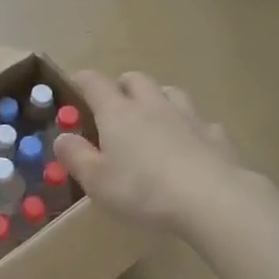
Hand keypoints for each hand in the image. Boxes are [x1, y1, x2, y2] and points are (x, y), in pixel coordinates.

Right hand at [54, 72, 246, 233]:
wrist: (212, 199)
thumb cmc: (143, 190)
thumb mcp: (96, 181)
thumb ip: (76, 156)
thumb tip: (62, 137)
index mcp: (118, 113)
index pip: (94, 82)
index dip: (81, 80)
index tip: (74, 84)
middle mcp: (152, 105)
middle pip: (135, 79)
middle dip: (122, 85)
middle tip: (115, 104)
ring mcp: (188, 117)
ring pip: (170, 92)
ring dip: (158, 98)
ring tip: (153, 117)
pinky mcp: (216, 135)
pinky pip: (201, 122)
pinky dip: (191, 127)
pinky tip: (192, 144)